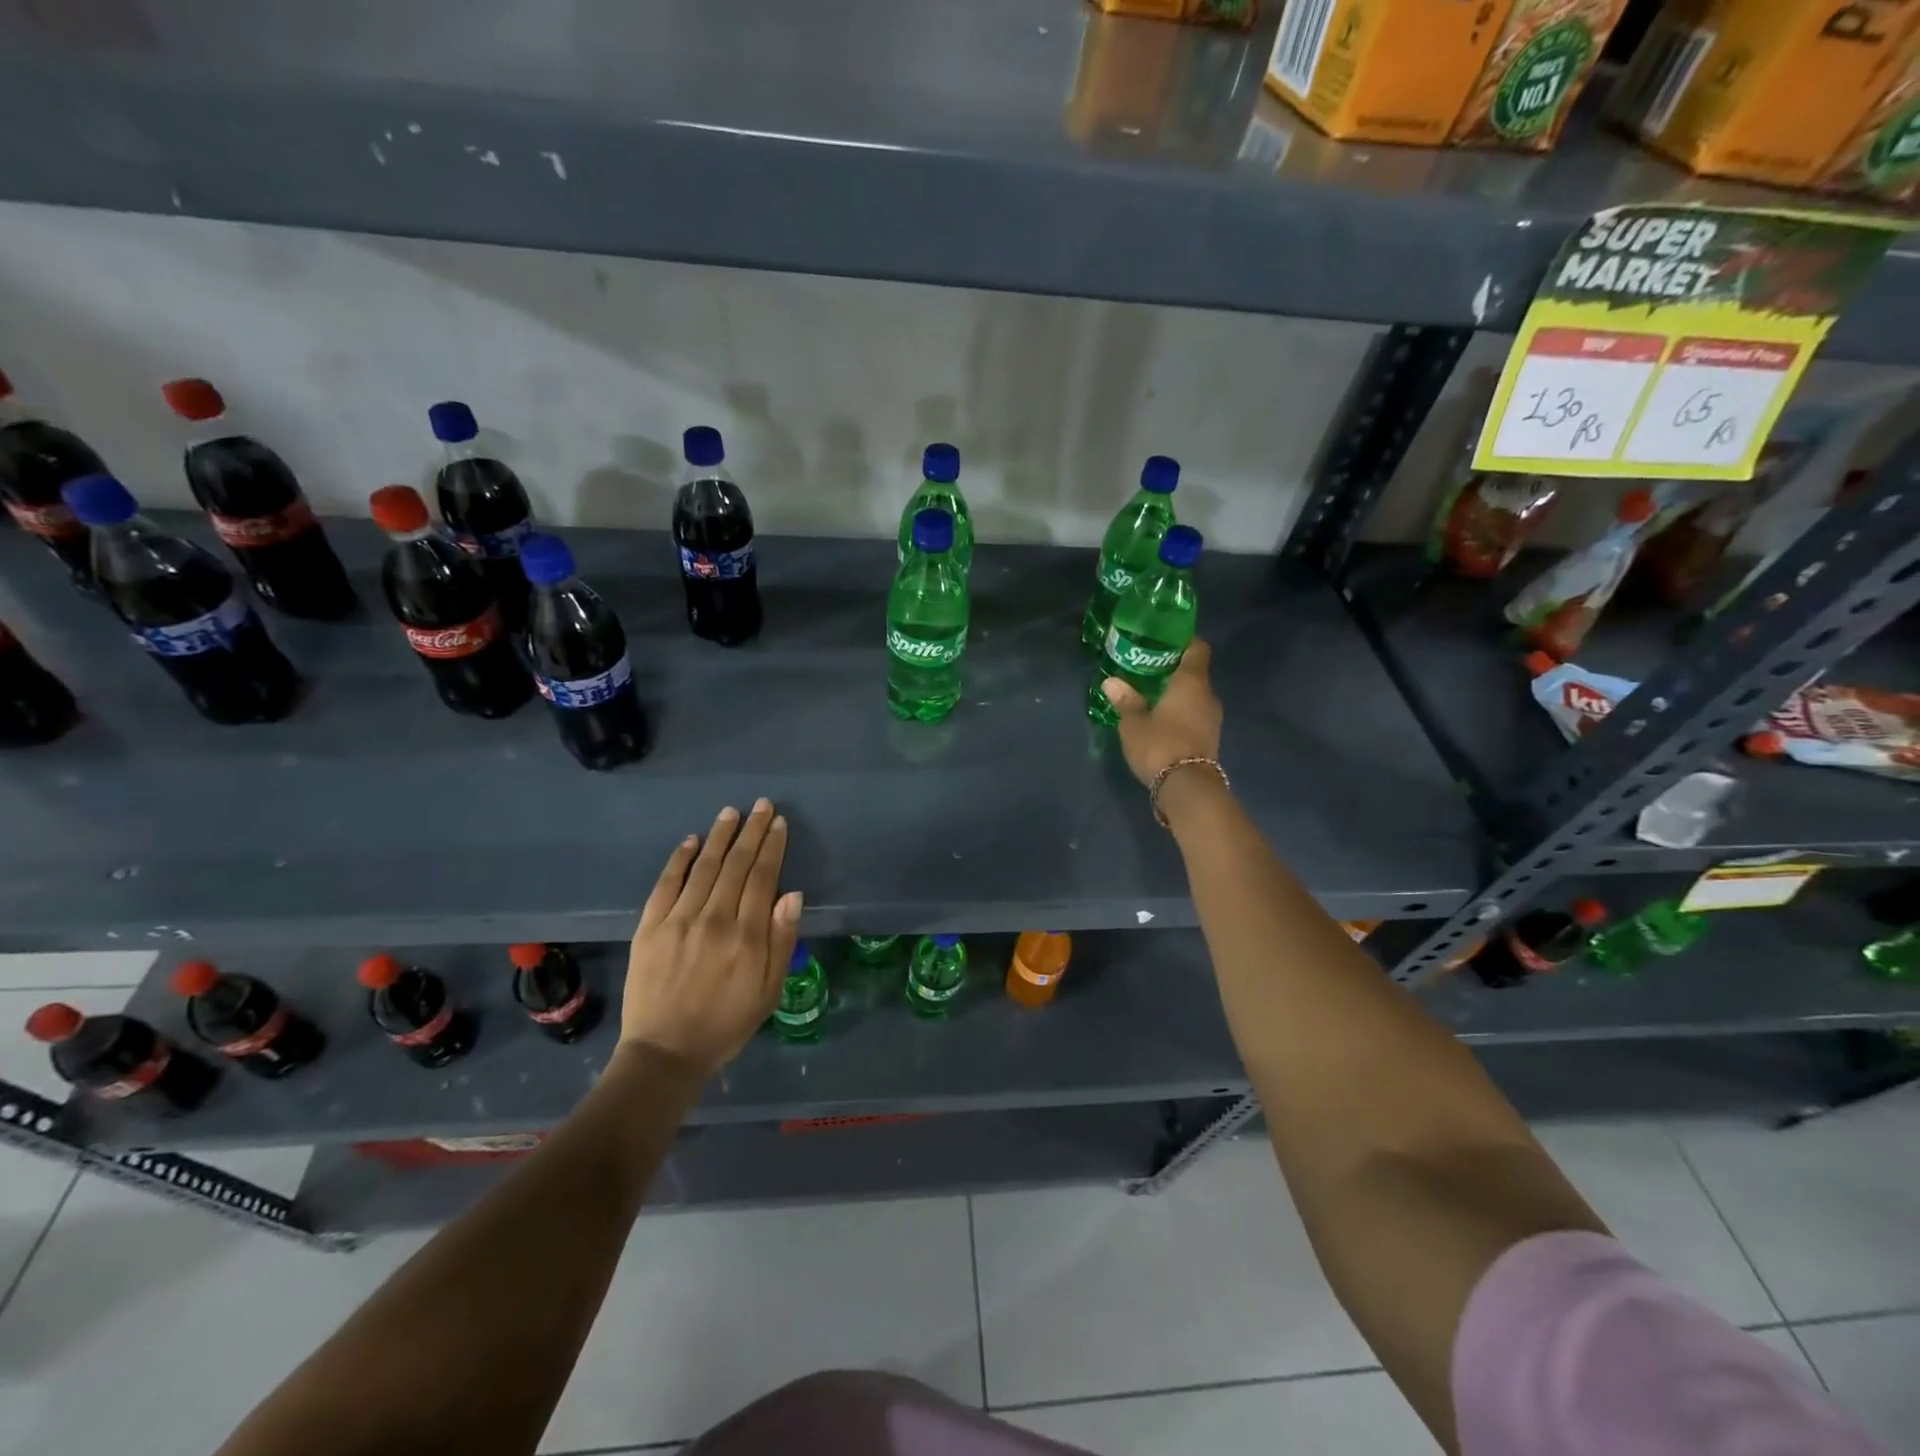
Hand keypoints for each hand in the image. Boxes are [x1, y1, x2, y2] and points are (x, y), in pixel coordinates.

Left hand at [619, 799, 802, 1080]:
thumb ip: (782, 940)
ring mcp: (678, 920)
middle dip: (751, 832)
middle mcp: (714, 919)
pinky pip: (666, 884)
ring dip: (719, 836)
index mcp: (747, 936)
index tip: (778, 823)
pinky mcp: (650, 927)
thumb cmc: (726, 1023)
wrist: (665, 1053)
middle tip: (761, 805)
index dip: (772, 847)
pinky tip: (691, 841)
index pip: (763, 877)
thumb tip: (792, 893)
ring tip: (731, 813)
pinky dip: (680, 859)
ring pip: (704, 867)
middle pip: (736, 865)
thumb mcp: (769, 990)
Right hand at [1102, 638, 1222, 786]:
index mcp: (1191, 682)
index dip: (1183, 641)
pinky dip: (1181, 711)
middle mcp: (1207, 695)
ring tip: (1150, 694)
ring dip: (1177, 693)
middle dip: (1173, 669)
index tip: (1163, 641)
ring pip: (1195, 695)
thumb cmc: (1160, 744)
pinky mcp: (1210, 737)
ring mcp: (1212, 718)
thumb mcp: (1134, 723)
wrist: (1187, 787)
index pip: (1197, 648)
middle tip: (1147, 669)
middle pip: (1195, 672)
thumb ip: (1125, 700)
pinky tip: (1160, 717)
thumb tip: (1111, 682)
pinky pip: (1195, 714)